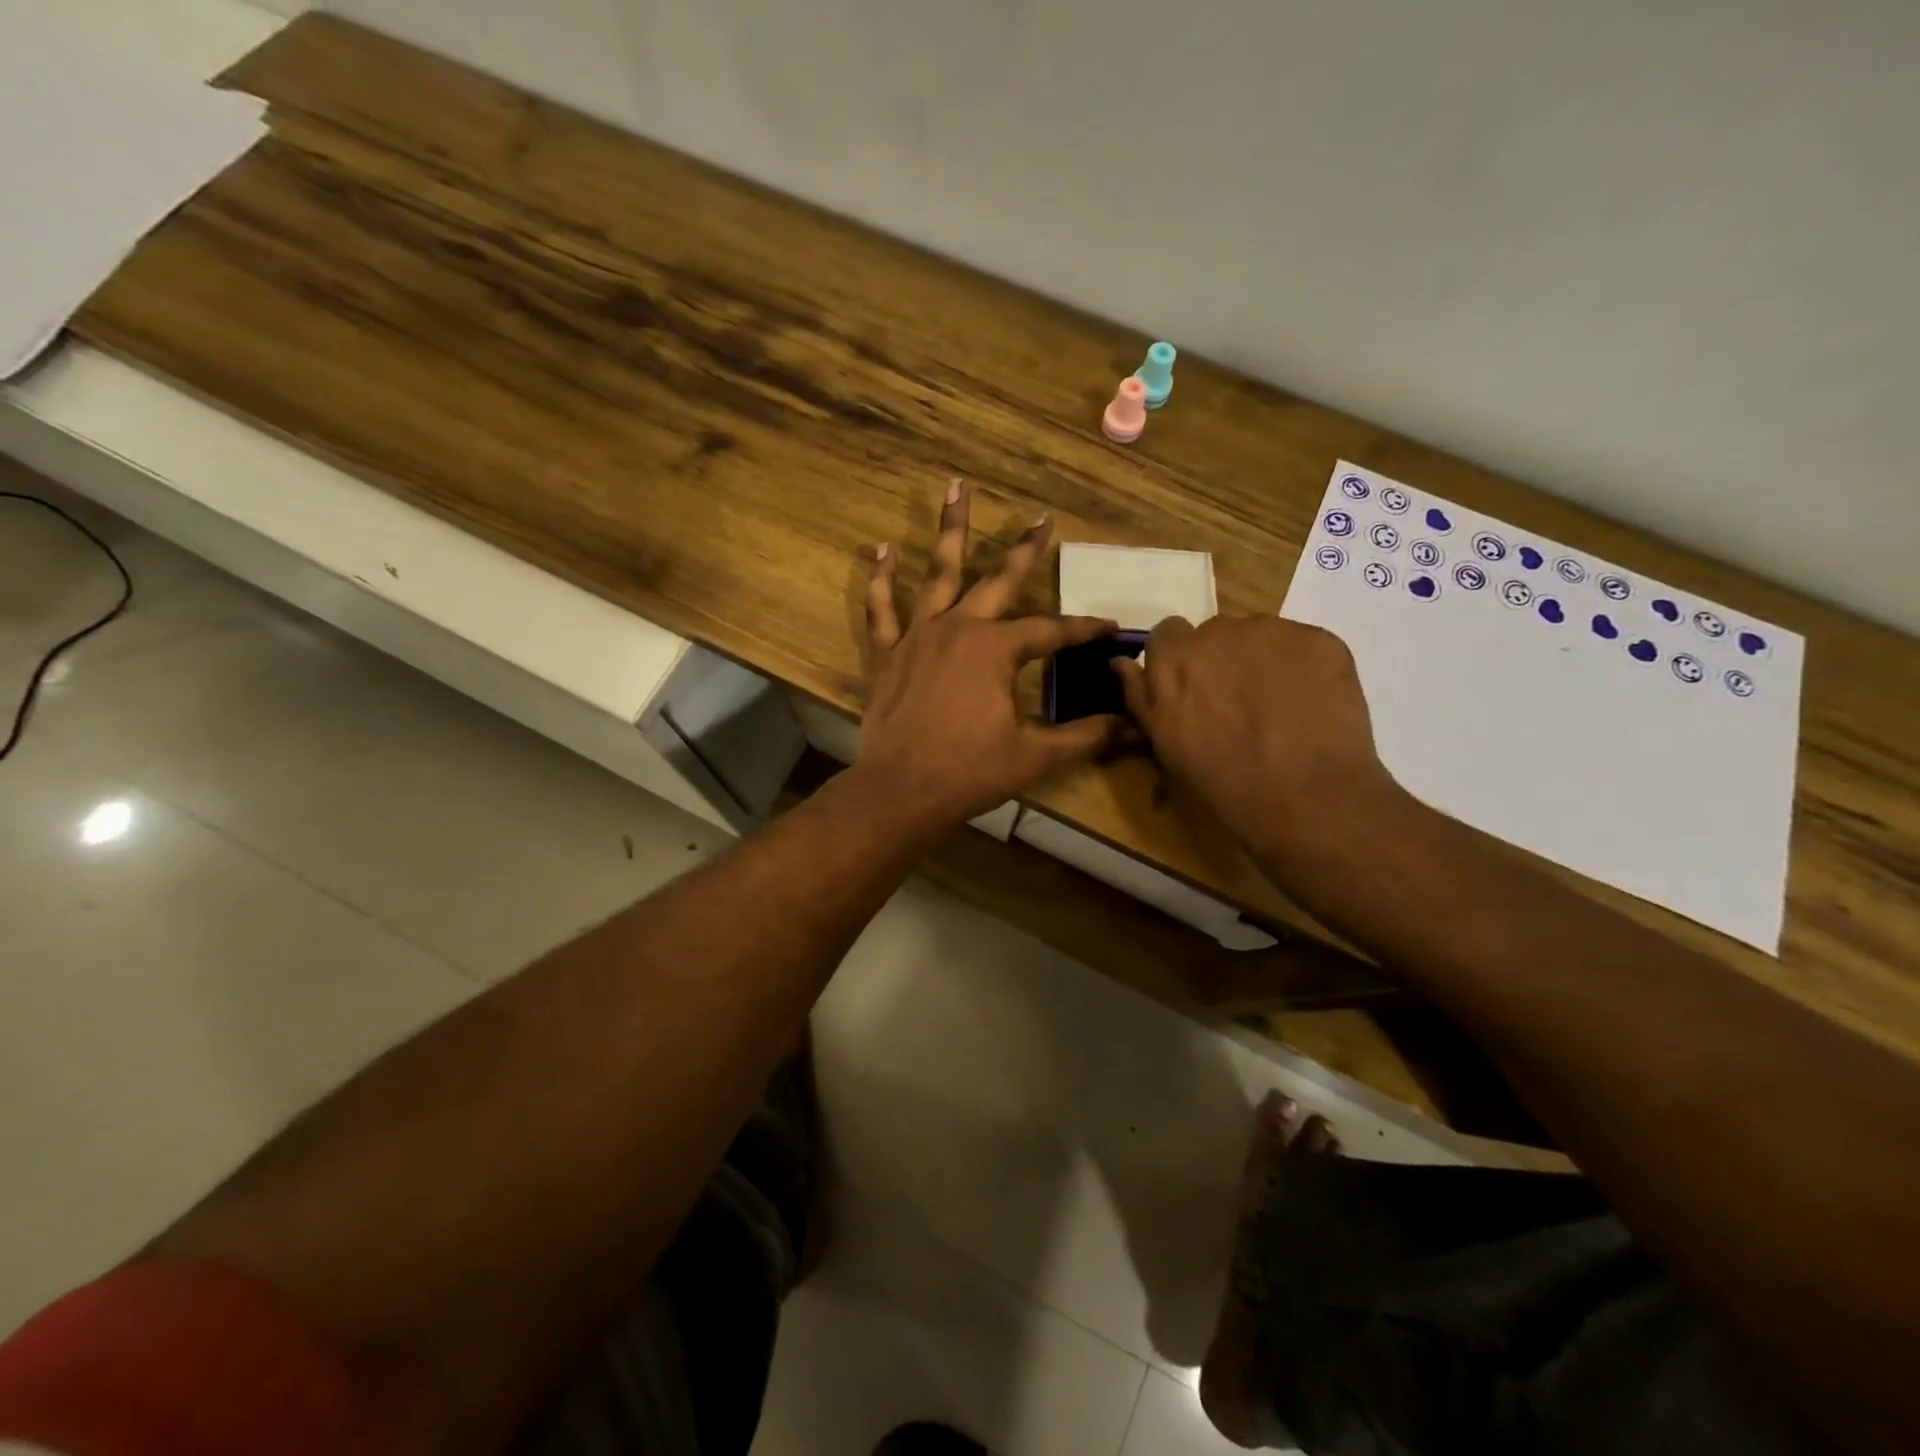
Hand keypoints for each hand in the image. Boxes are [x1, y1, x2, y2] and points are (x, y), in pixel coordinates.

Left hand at [854, 482, 1122, 830]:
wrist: (900, 791)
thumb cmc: (969, 772)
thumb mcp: (1035, 755)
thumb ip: (1084, 736)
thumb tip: (1131, 728)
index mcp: (996, 649)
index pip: (1051, 631)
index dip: (1083, 630)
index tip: (1108, 629)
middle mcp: (959, 628)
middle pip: (999, 580)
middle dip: (1025, 550)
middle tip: (1041, 518)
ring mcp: (918, 636)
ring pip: (938, 574)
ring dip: (950, 530)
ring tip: (955, 487)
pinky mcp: (887, 654)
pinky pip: (882, 609)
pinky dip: (881, 579)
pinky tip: (883, 549)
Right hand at [1113, 615, 1394, 851]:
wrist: (1306, 802)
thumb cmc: (1223, 785)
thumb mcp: (1165, 747)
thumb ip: (1140, 697)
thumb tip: (1120, 663)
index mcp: (1173, 659)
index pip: (1167, 634)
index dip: (1181, 662)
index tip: (1195, 691)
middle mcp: (1217, 632)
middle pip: (1215, 633)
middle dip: (1223, 660)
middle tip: (1239, 705)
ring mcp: (1272, 632)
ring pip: (1260, 637)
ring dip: (1262, 661)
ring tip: (1280, 708)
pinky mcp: (1319, 639)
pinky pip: (1303, 645)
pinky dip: (1304, 668)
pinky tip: (1311, 706)